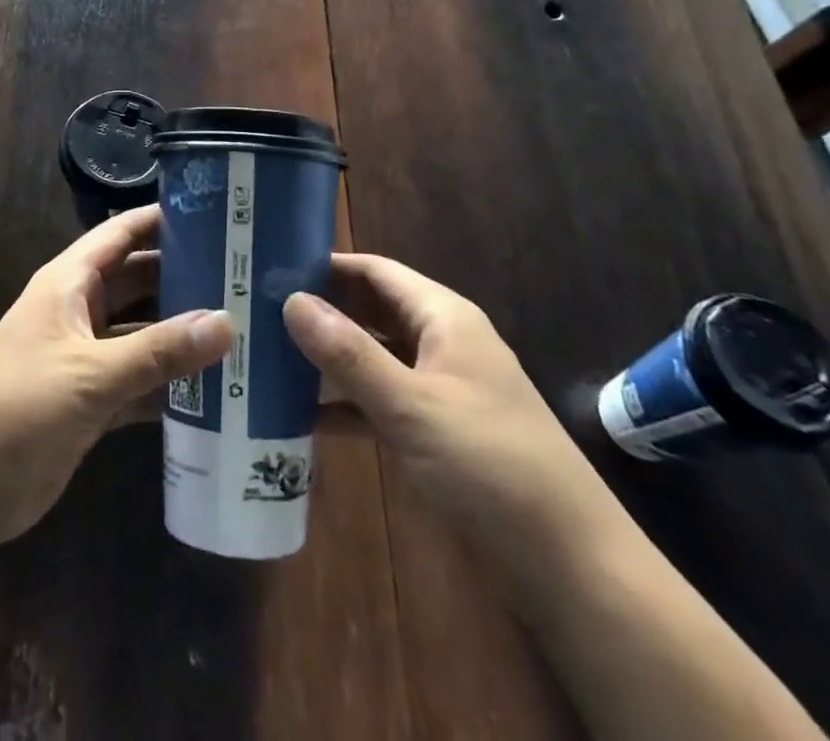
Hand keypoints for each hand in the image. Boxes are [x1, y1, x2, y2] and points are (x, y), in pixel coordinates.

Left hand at [0, 206, 233, 546]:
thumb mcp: (91, 374)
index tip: (215, 211)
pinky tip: (215, 387)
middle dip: (184, 277)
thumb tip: (228, 322)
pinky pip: (139, 378)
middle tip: (244, 276)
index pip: (121, 233)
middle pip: (139, 280)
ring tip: (242, 327)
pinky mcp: (91, 398)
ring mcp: (85, 355)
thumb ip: (159, 350)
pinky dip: (170, 381)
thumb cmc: (20, 408)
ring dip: (181, 333)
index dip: (162, 219)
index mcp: (69, 282)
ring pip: (142, 331)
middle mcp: (79, 310)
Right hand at [283, 255, 618, 553]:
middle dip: (321, 310)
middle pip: (371, 310)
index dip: (326, 264)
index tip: (271, 266)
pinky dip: (345, 404)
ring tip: (267, 355)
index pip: (375, 271)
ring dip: (328, 358)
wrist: (571, 565)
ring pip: (373, 357)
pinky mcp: (436, 431)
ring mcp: (439, 388)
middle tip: (257, 310)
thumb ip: (348, 354)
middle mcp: (440, 343)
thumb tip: (290, 300)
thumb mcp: (410, 406)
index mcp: (443, 318)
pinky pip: (380, 401)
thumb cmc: (490, 464)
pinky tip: (301, 415)